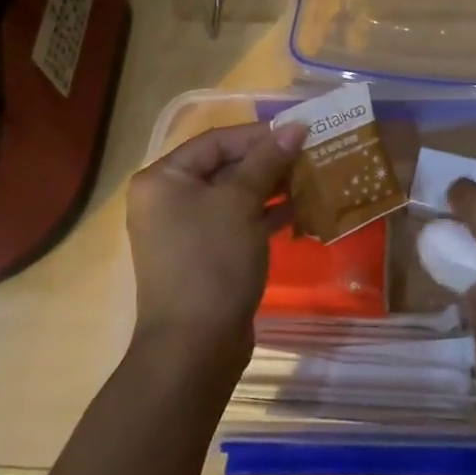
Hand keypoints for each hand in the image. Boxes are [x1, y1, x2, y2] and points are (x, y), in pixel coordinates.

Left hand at [126, 121, 304, 362]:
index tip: (299, 131)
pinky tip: (300, 208)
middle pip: (224, 166)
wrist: (195, 347)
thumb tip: (295, 126)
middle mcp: (168, 200)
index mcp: (163, 179)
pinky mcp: (206, 256)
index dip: (258, 134)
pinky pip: (237, 222)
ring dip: (271, 186)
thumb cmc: (212, 261)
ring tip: (312, 176)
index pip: (216, 141)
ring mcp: (186, 231)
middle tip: (310, 153)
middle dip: (268, 160)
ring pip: (234, 195)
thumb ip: (267, 160)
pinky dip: (265, 214)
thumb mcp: (240, 202)